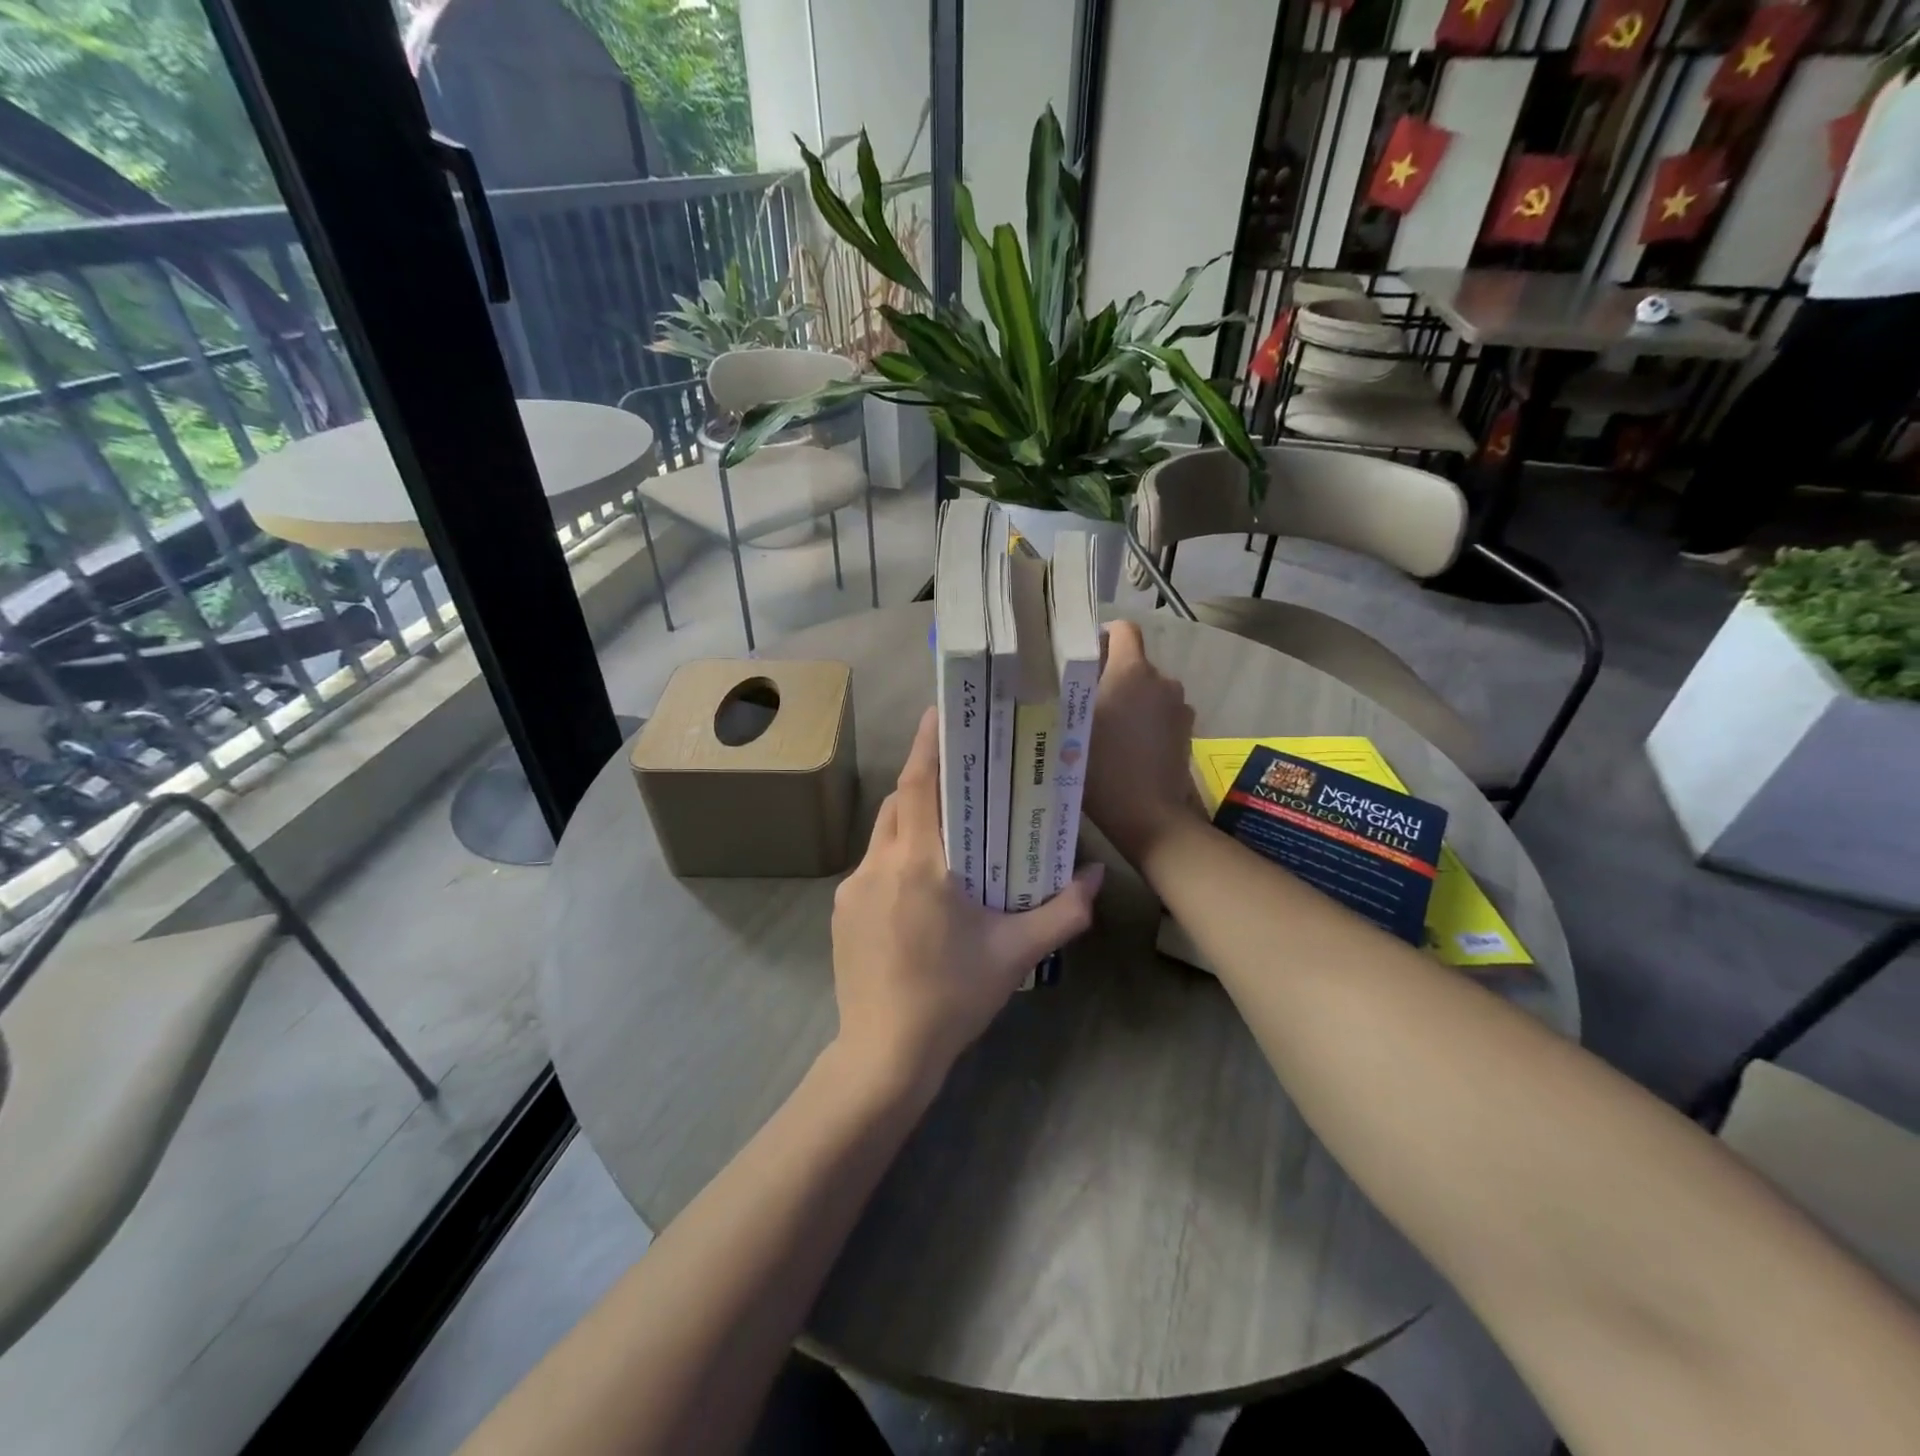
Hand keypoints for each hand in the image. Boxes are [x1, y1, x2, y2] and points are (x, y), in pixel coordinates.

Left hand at [830, 708, 1102, 1096]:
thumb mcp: (1015, 954)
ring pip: (883, 835)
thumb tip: (1093, 875)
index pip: (919, 785)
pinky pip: (872, 868)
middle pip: (899, 803)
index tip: (938, 713)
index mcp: (918, 863)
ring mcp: (852, 888)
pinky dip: (896, 859)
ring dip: (910, 824)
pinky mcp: (841, 912)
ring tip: (946, 837)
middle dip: (925, 783)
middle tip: (960, 779)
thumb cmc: (952, 996)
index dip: (927, 744)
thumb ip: (1062, 912)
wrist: (884, 1054)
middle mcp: (878, 864)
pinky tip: (920, 892)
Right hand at [1083, 621, 1203, 867]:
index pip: (1123, 630)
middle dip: (1111, 676)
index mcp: (1132, 671)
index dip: (1102, 638)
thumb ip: (1067, 692)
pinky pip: (1161, 712)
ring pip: (1148, 690)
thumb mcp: (1068, 726)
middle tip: (1085, 704)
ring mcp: (1179, 706)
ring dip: (1130, 700)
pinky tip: (1130, 747)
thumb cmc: (1100, 767)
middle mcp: (1162, 680)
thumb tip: (1060, 674)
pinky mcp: (1187, 731)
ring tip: (1108, 730)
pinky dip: (1146, 721)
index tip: (1083, 661)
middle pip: (1134, 663)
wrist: (1147, 815)